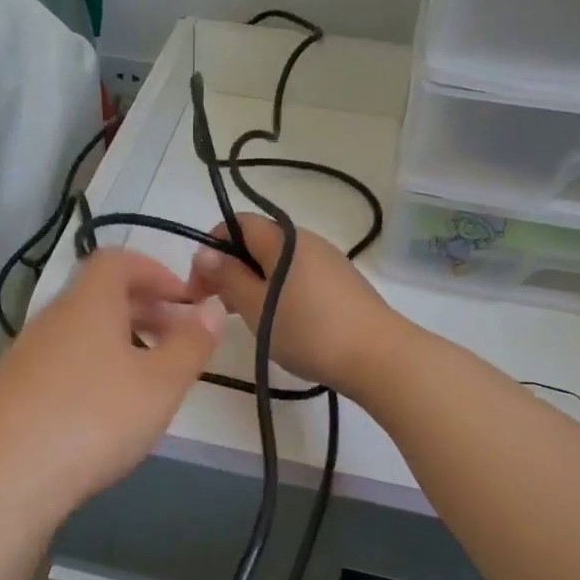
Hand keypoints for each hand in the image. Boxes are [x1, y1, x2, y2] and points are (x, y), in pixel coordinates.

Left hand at [0, 248, 225, 527]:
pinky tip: (102, 412)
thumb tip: (212, 308)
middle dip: (144, 309)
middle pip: (99, 296)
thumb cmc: (95, 419)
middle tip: (177, 340)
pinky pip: (60, 363)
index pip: (118, 261)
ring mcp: (24, 355)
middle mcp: (51, 319)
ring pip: (80, 333)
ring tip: (145, 380)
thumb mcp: (160, 384)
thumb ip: (191, 344)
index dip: (156, 272)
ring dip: (118, 342)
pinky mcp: (10, 391)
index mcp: (88, 303)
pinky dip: (90, 370)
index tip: (185, 301)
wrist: (3, 478)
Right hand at [187, 213, 401, 401]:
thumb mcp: (256, 307)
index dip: (211, 247)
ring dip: (253, 282)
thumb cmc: (309, 331)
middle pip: (257, 242)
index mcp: (283, 239)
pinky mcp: (343, 283)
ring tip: (245, 318)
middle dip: (230, 268)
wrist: (379, 356)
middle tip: (217, 306)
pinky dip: (278, 291)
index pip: (236, 223)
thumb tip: (207, 253)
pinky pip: (298, 277)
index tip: (200, 285)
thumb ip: (228, 277)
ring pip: (278, 262)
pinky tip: (279, 322)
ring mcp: (329, 261)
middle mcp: (306, 240)